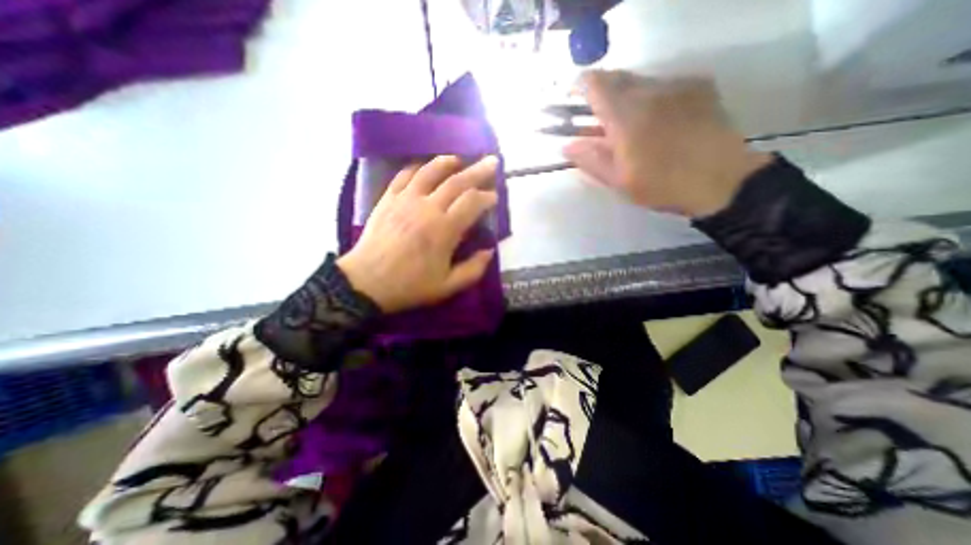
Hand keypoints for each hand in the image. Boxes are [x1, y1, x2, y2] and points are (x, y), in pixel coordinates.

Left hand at [339, 156, 499, 312]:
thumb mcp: (448, 286)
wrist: (366, 283)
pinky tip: (424, 167)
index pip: (472, 202)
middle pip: (457, 181)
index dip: (487, 197)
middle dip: (478, 171)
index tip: (494, 197)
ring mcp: (405, 200)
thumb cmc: (410, 286)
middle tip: (491, 161)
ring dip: (448, 162)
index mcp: (444, 230)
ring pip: (430, 171)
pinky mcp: (388, 199)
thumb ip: (474, 269)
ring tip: (459, 159)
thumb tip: (489, 251)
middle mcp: (427, 208)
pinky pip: (404, 175)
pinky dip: (417, 167)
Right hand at [567, 68, 770, 216]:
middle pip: (616, 77)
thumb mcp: (618, 180)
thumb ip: (590, 160)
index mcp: (626, 117)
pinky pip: (663, 84)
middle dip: (602, 95)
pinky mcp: (699, 86)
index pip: (595, 84)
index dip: (580, 87)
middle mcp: (650, 91)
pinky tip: (657, 121)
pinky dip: (650, 97)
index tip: (574, 100)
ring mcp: (677, 85)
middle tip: (600, 120)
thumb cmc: (662, 185)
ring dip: (626, 98)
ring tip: (630, 126)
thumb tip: (567, 146)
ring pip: (640, 80)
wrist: (722, 180)